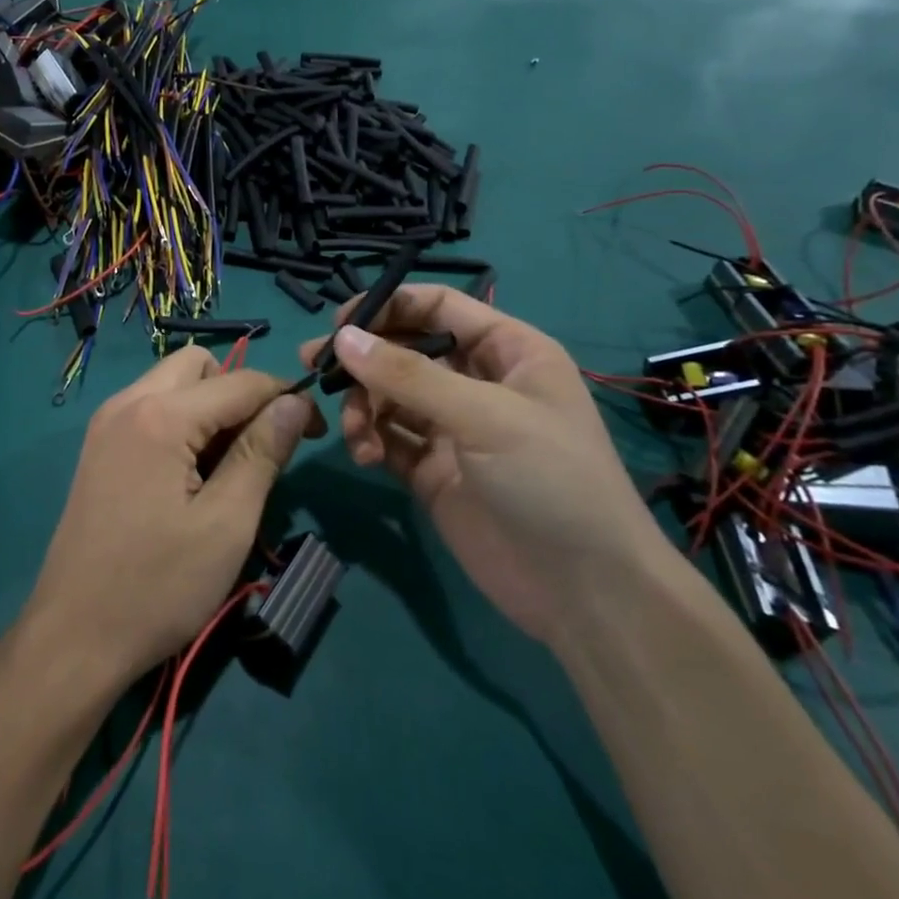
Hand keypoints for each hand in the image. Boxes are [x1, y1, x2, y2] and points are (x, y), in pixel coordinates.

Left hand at [20, 347, 320, 689]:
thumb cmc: (158, 586)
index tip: (316, 432)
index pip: (240, 381)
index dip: (286, 398)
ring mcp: (105, 423)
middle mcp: (127, 403)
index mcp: (159, 416)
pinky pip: (149, 408)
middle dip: (238, 393)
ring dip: (208, 407)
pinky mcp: (98, 447)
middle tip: (259, 450)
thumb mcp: (226, 524)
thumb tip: (295, 402)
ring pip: (171, 383)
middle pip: (198, 365)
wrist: (75, 636)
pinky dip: (180, 422)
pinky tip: (189, 474)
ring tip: (226, 467)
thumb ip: (262, 453)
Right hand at [300, 288, 675, 646]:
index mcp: (507, 351)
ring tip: (356, 432)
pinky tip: (365, 455)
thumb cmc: (550, 480)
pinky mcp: (433, 470)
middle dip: (363, 359)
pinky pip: (388, 438)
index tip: (339, 325)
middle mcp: (477, 382)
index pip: (437, 307)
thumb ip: (408, 375)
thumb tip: (342, 339)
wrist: (584, 591)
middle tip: (314, 367)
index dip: (389, 307)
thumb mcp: (484, 415)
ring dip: (363, 406)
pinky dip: (370, 439)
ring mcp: (453, 428)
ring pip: (389, 395)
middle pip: (405, 350)